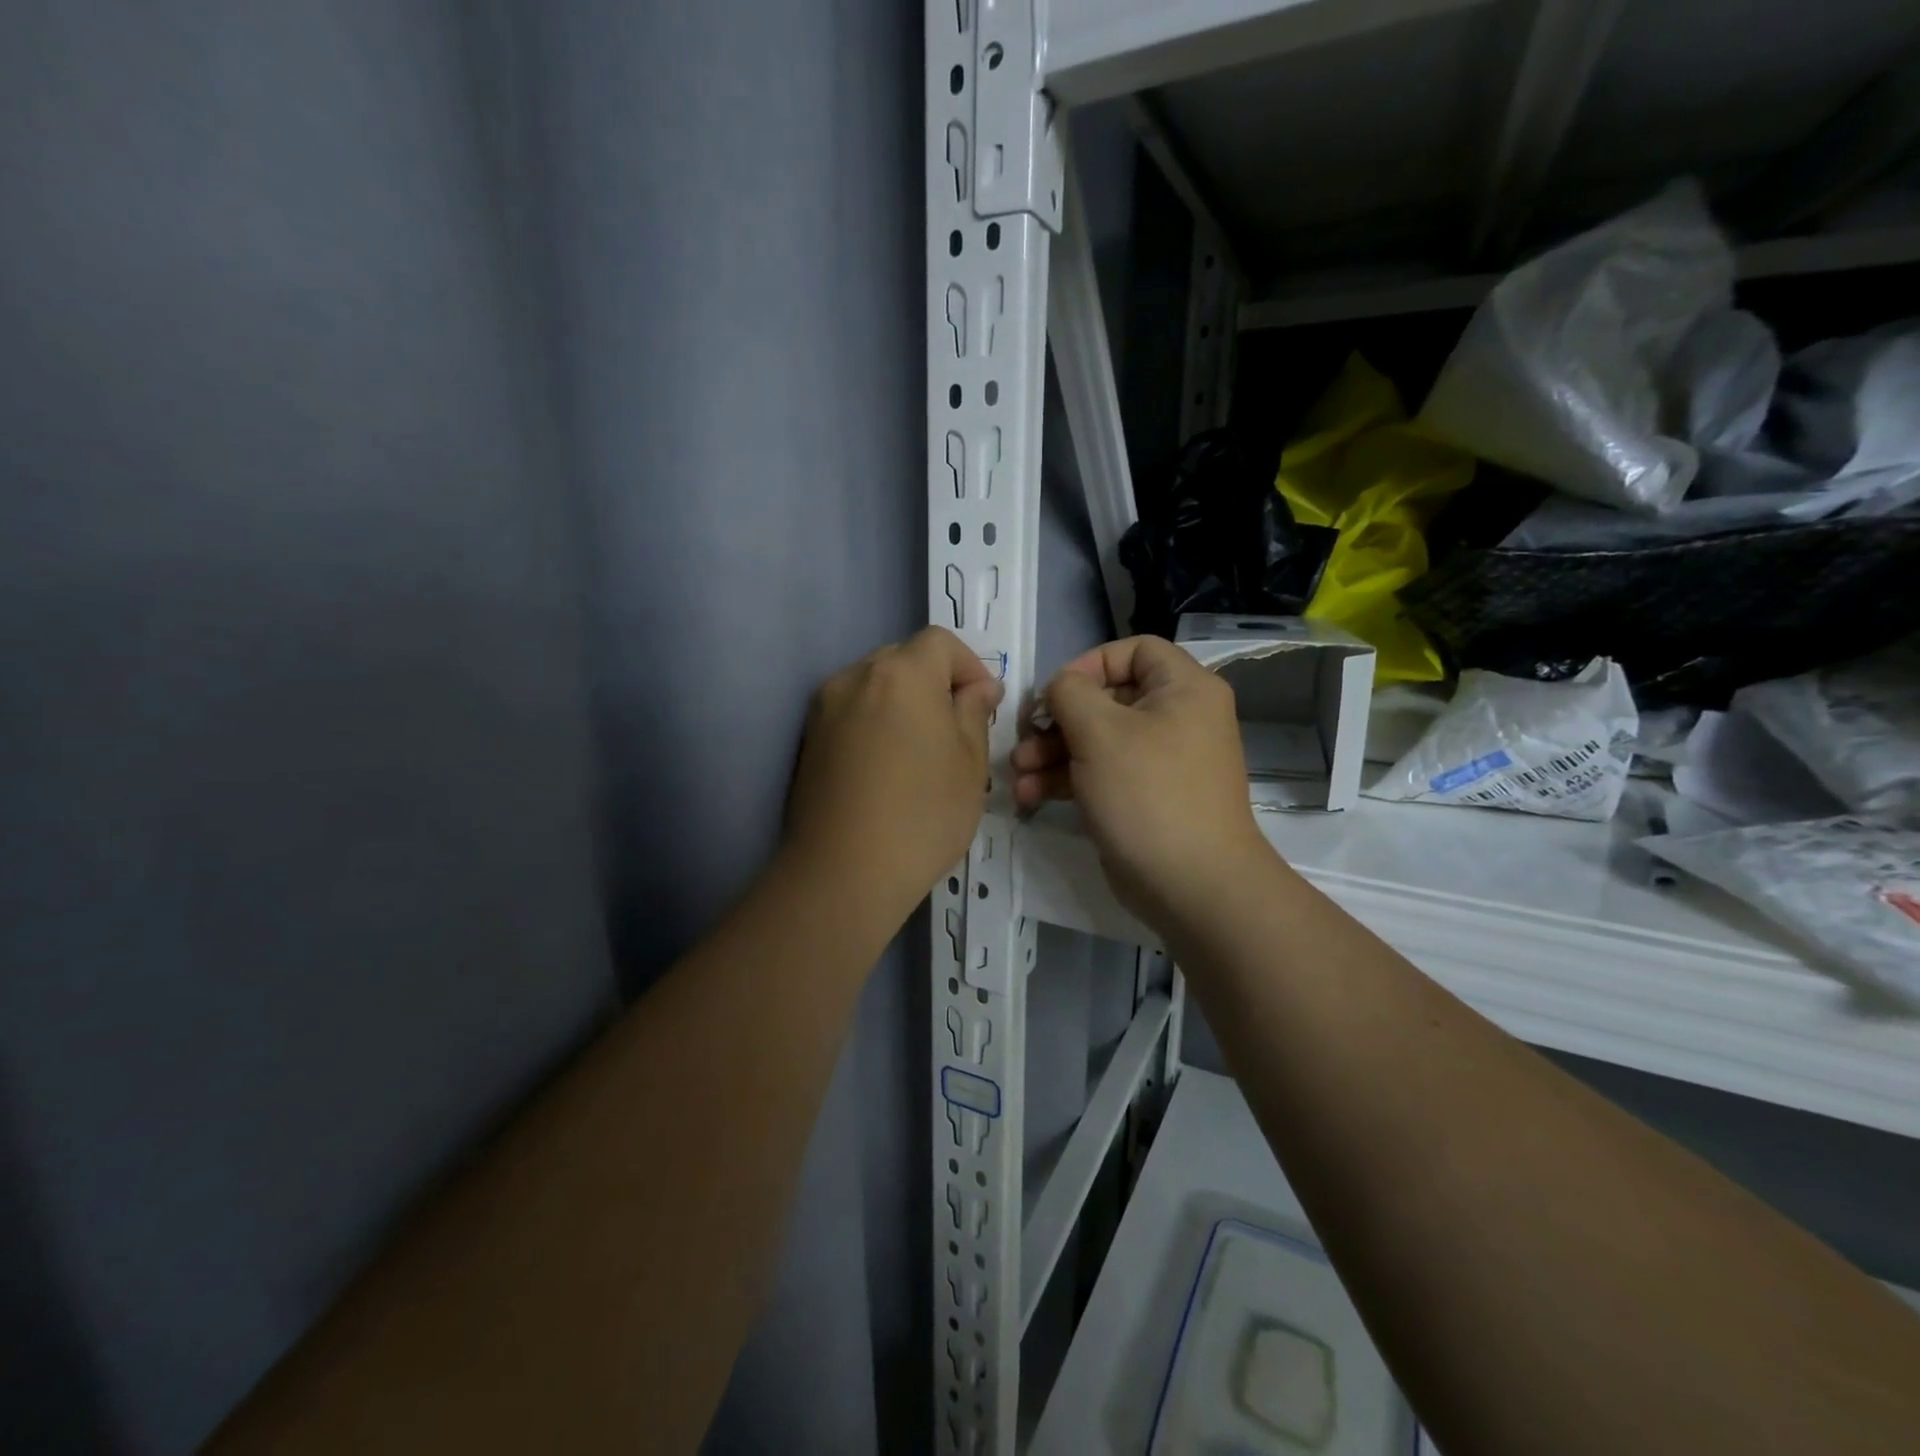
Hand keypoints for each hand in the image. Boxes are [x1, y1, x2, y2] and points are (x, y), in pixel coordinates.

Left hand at [785, 626, 1002, 921]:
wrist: (844, 873)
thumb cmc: (922, 815)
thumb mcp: (970, 763)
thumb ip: (974, 713)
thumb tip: (977, 689)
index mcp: (902, 673)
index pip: (940, 642)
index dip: (969, 666)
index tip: (983, 707)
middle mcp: (856, 677)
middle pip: (903, 658)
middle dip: (934, 682)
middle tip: (955, 729)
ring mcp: (824, 707)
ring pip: (874, 685)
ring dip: (902, 703)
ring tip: (919, 751)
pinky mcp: (808, 739)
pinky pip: (850, 712)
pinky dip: (873, 722)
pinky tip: (886, 767)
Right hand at [1013, 636, 1266, 925]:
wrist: (1192, 885)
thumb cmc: (1149, 794)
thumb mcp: (1100, 732)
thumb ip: (1069, 693)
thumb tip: (1059, 689)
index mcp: (1183, 689)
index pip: (1135, 650)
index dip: (1089, 664)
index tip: (1056, 693)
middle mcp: (1176, 718)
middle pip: (1106, 699)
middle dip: (1056, 720)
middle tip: (1023, 739)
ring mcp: (1159, 760)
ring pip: (1096, 740)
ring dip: (1051, 753)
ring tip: (1018, 774)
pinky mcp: (1142, 797)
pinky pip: (1100, 773)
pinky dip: (1066, 780)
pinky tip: (1031, 796)